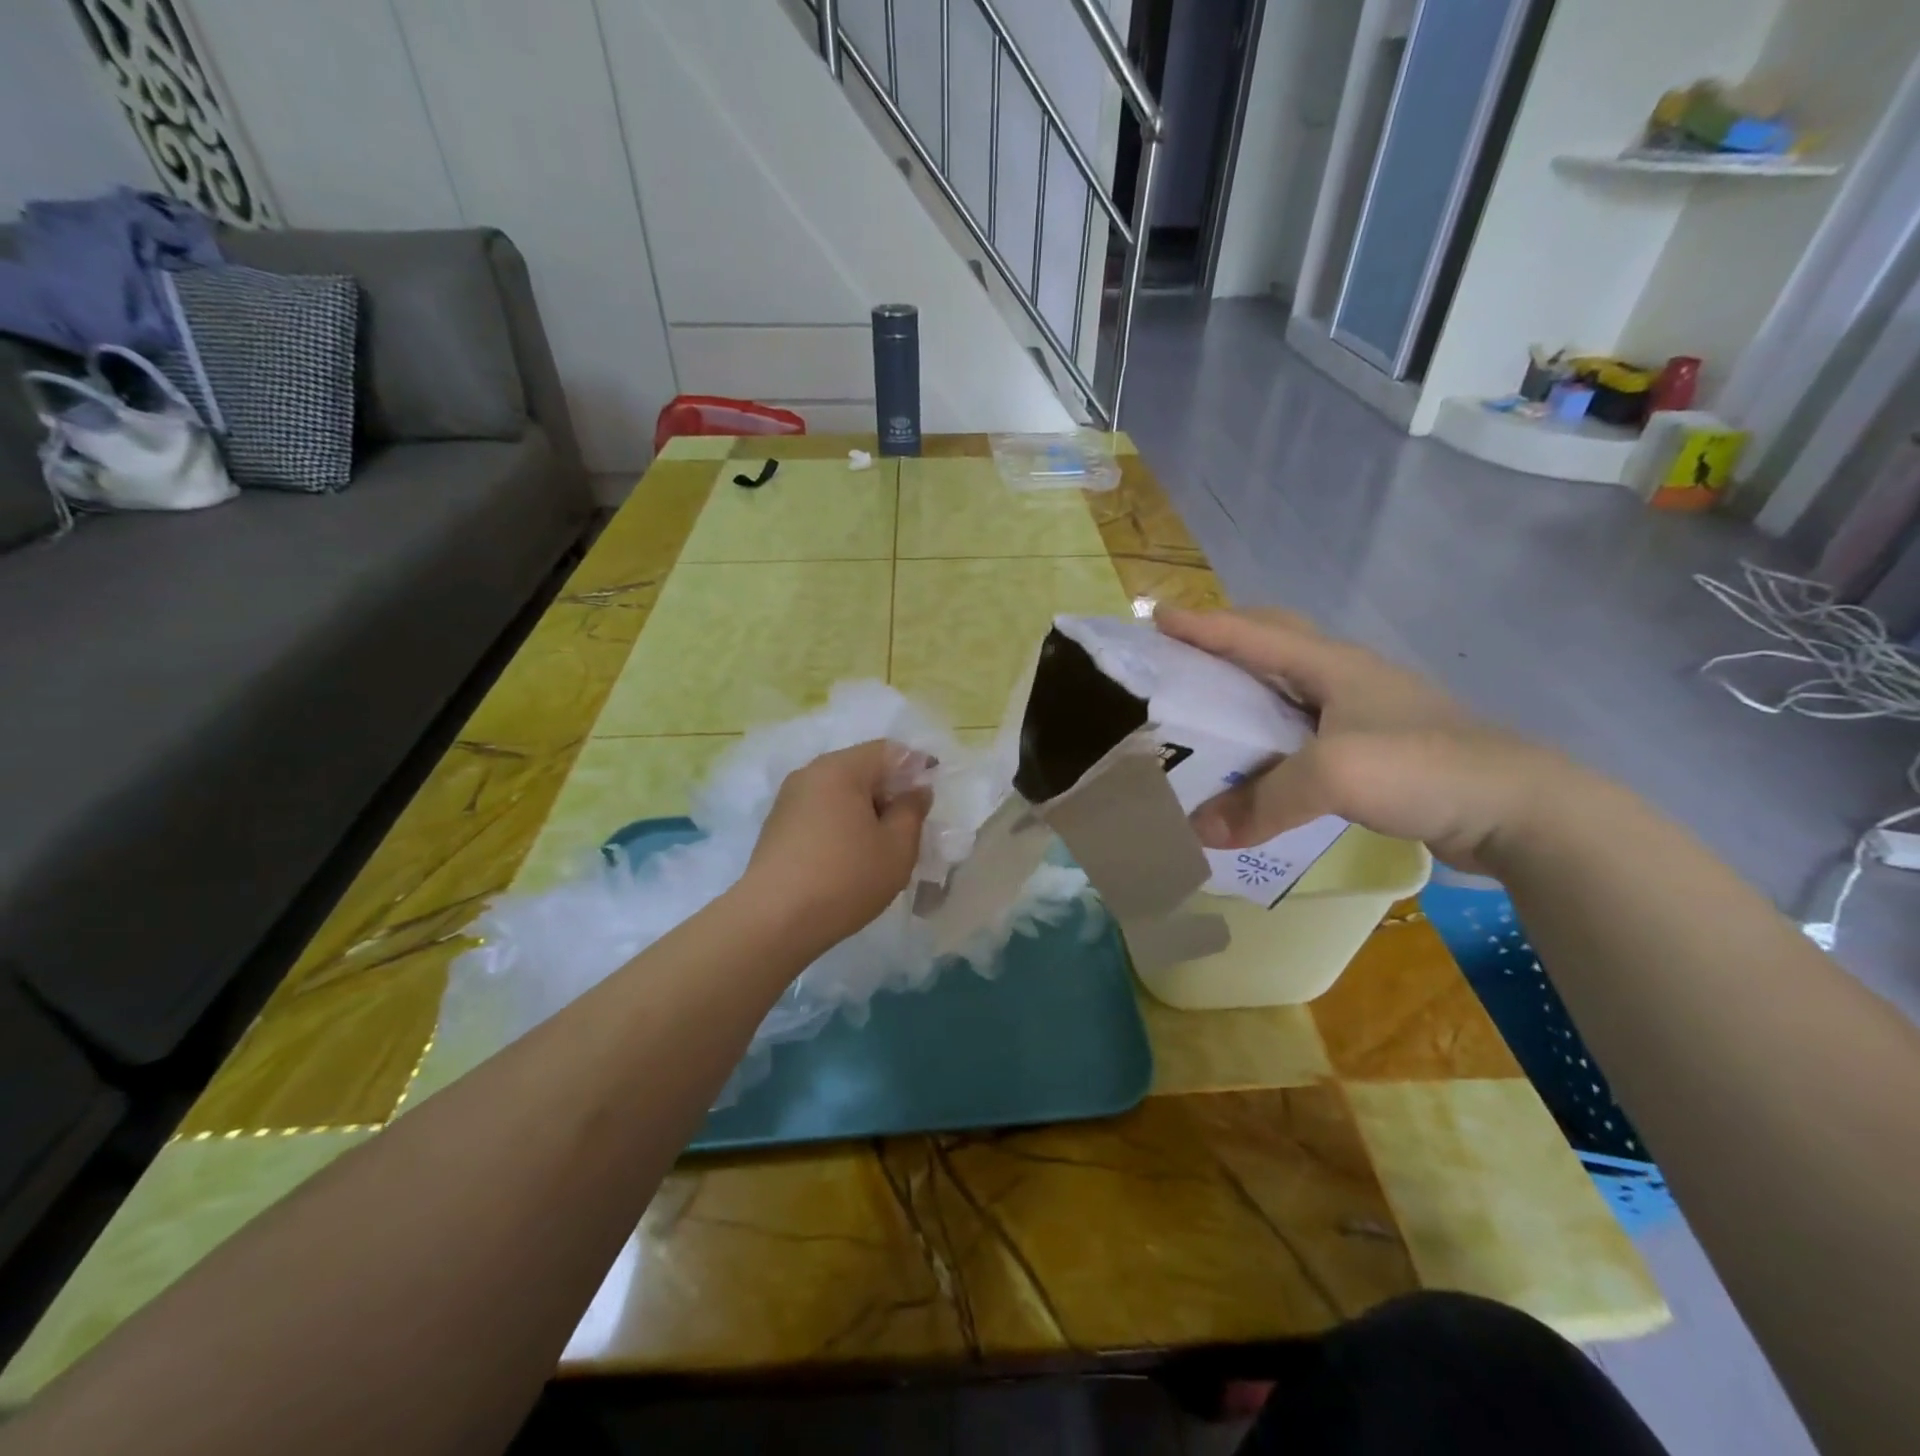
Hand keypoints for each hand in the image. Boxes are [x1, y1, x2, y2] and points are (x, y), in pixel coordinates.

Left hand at [741, 740, 932, 952]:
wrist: (773, 921)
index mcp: (841, 768)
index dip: (916, 768)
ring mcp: (788, 799)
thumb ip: (912, 810)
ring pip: (839, 791)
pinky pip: (820, 811)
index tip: (929, 799)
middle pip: (861, 768)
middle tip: (908, 828)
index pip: (889, 751)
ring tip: (879, 847)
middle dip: (889, 791)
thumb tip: (916, 790)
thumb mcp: (897, 848)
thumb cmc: (845, 879)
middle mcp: (810, 773)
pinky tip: (848, 857)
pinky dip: (841, 823)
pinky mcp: (776, 826)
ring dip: (864, 810)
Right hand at [1156, 607, 1567, 873]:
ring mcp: (1367, 712)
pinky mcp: (1379, 748)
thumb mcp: (1332, 777)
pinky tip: (1262, 754)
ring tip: (1211, 702)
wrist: (1522, 811)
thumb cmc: (1424, 768)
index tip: (1156, 619)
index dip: (1202, 624)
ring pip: (1291, 684)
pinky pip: (1307, 726)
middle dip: (1227, 638)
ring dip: (1249, 684)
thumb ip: (1261, 800)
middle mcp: (1347, 678)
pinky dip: (1272, 730)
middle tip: (1183, 652)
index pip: (1254, 633)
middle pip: (1275, 641)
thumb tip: (1200, 830)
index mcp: (1333, 665)